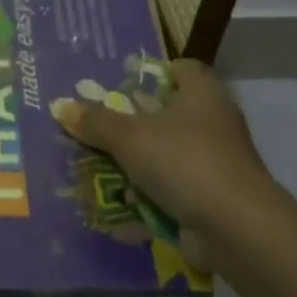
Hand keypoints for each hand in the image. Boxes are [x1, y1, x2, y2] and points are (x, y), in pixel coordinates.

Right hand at [50, 60, 277, 270]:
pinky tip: (117, 205)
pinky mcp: (212, 196)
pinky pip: (171, 189)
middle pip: (167, 113)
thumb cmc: (184, 162)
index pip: (181, 69)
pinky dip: (147, 196)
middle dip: (130, 123)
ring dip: (134, 164)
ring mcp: (215, 162)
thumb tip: (60, 106)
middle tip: (95, 128)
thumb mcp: (130, 137)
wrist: (235, 227)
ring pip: (166, 154)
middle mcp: (213, 122)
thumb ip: (95, 122)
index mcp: (202, 94)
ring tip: (95, 168)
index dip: (152, 73)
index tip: (121, 84)